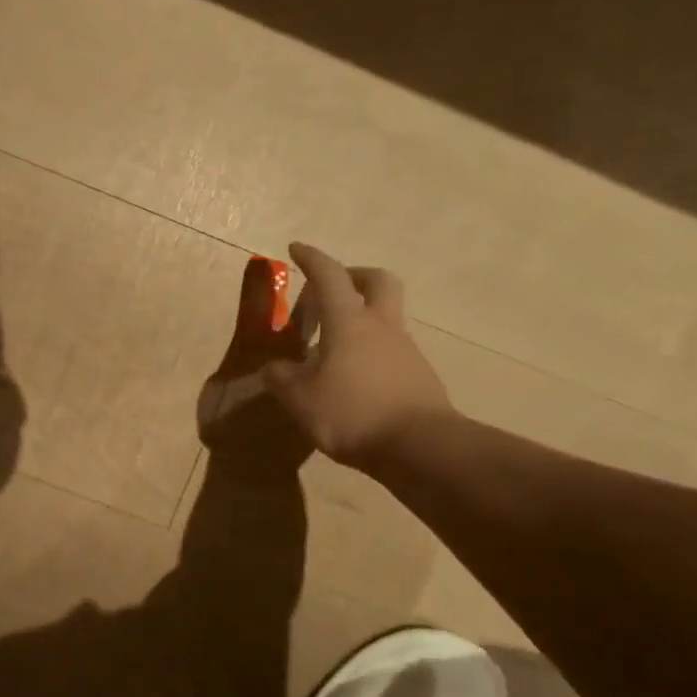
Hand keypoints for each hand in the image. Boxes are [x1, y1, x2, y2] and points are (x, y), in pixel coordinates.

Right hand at [263, 243, 453, 467]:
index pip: (329, 276)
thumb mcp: (300, 399)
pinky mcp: (418, 375)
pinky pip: (391, 349)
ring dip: (361, 318)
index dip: (311, 259)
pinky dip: (371, 351)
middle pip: (376, 281)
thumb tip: (276, 368)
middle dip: (353, 275)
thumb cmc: (353, 414)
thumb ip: (282, 378)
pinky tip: (354, 378)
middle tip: (331, 289)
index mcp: (349, 322)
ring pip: (385, 317)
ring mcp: (405, 350)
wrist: (421, 447)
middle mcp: (381, 326)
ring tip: (332, 347)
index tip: (296, 249)